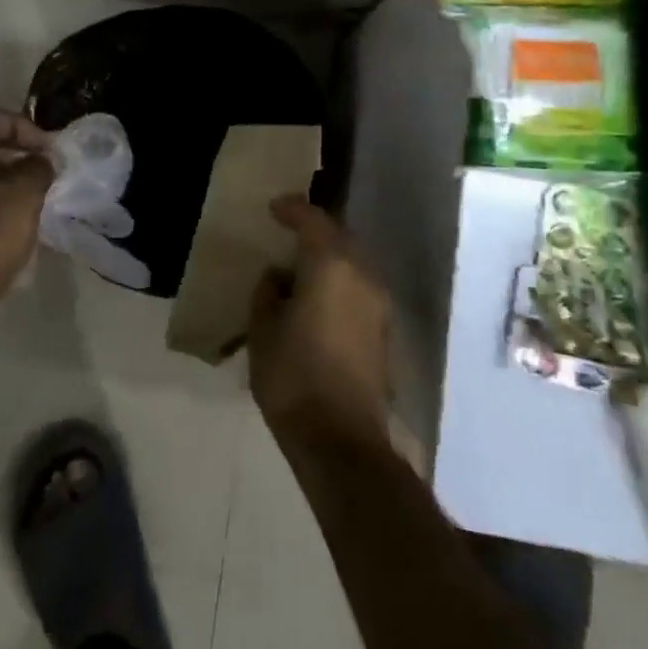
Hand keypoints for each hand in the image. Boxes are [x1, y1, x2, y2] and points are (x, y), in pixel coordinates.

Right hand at [248, 197, 391, 451]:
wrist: (342, 440)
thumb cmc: (293, 376)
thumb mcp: (263, 330)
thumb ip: (268, 292)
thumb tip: (279, 277)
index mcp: (331, 265)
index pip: (313, 220)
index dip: (292, 209)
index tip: (274, 208)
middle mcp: (362, 275)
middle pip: (339, 237)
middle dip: (314, 231)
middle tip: (288, 235)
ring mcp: (379, 304)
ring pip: (353, 263)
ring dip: (329, 258)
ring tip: (300, 269)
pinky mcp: (384, 331)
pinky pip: (358, 288)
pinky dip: (339, 283)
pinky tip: (318, 300)